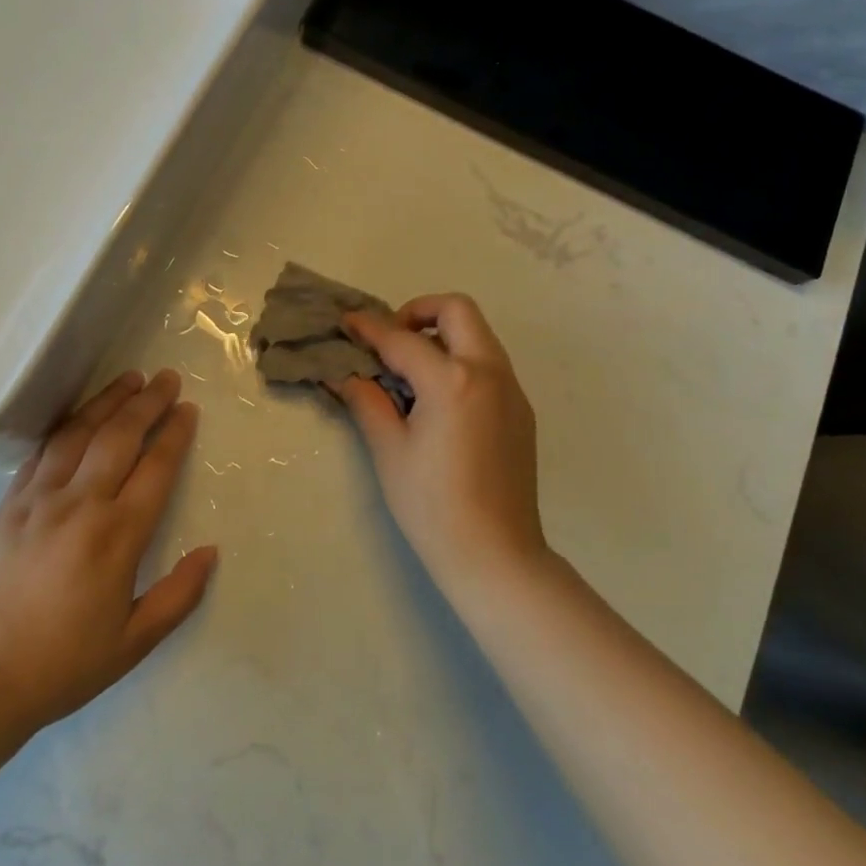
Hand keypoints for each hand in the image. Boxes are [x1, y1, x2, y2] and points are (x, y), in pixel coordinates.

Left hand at [0, 370, 216, 736]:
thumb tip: (210, 552)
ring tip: (129, 378)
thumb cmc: (63, 663)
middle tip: (167, 378)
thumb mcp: (134, 642)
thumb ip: (179, 595)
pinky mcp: (10, 503)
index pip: (155, 468)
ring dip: (107, 401)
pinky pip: (43, 451)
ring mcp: (40, 498)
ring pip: (79, 432)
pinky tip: (78, 416)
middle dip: (147, 402)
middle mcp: (81, 504)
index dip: (174, 434)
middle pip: (119, 436)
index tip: (188, 409)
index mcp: (116, 536)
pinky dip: (66, 426)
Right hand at [340, 296, 545, 593]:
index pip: (402, 340)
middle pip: (457, 310)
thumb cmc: (433, 506)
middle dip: (419, 312)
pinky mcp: (521, 410)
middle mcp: (489, 373)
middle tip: (392, 340)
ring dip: (443, 335)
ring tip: (411, 369)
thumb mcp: (390, 451)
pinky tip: (439, 398)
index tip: (347, 322)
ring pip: (478, 335)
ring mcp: (512, 390)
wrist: (496, 555)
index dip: (369, 328)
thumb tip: (344, 374)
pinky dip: (461, 360)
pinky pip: (489, 364)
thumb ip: (367, 401)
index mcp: (453, 381)